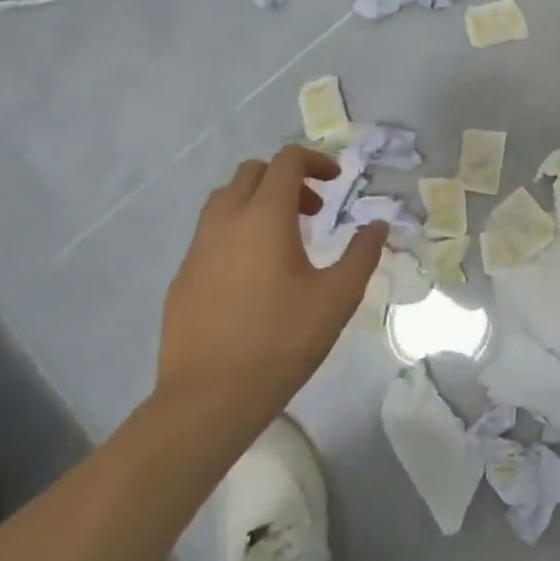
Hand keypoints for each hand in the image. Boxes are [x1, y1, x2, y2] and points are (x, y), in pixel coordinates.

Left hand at [153, 146, 385, 449]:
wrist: (208, 399)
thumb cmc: (281, 341)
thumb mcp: (337, 297)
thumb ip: (362, 254)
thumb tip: (378, 225)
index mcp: (265, 216)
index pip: (287, 161)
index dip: (315, 161)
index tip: (336, 182)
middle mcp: (226, 220)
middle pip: (252, 172)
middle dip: (286, 179)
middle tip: (313, 211)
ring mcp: (197, 248)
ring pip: (224, 199)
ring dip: (257, 202)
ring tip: (283, 239)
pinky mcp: (181, 277)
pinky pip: (209, 234)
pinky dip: (236, 232)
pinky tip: (253, 274)